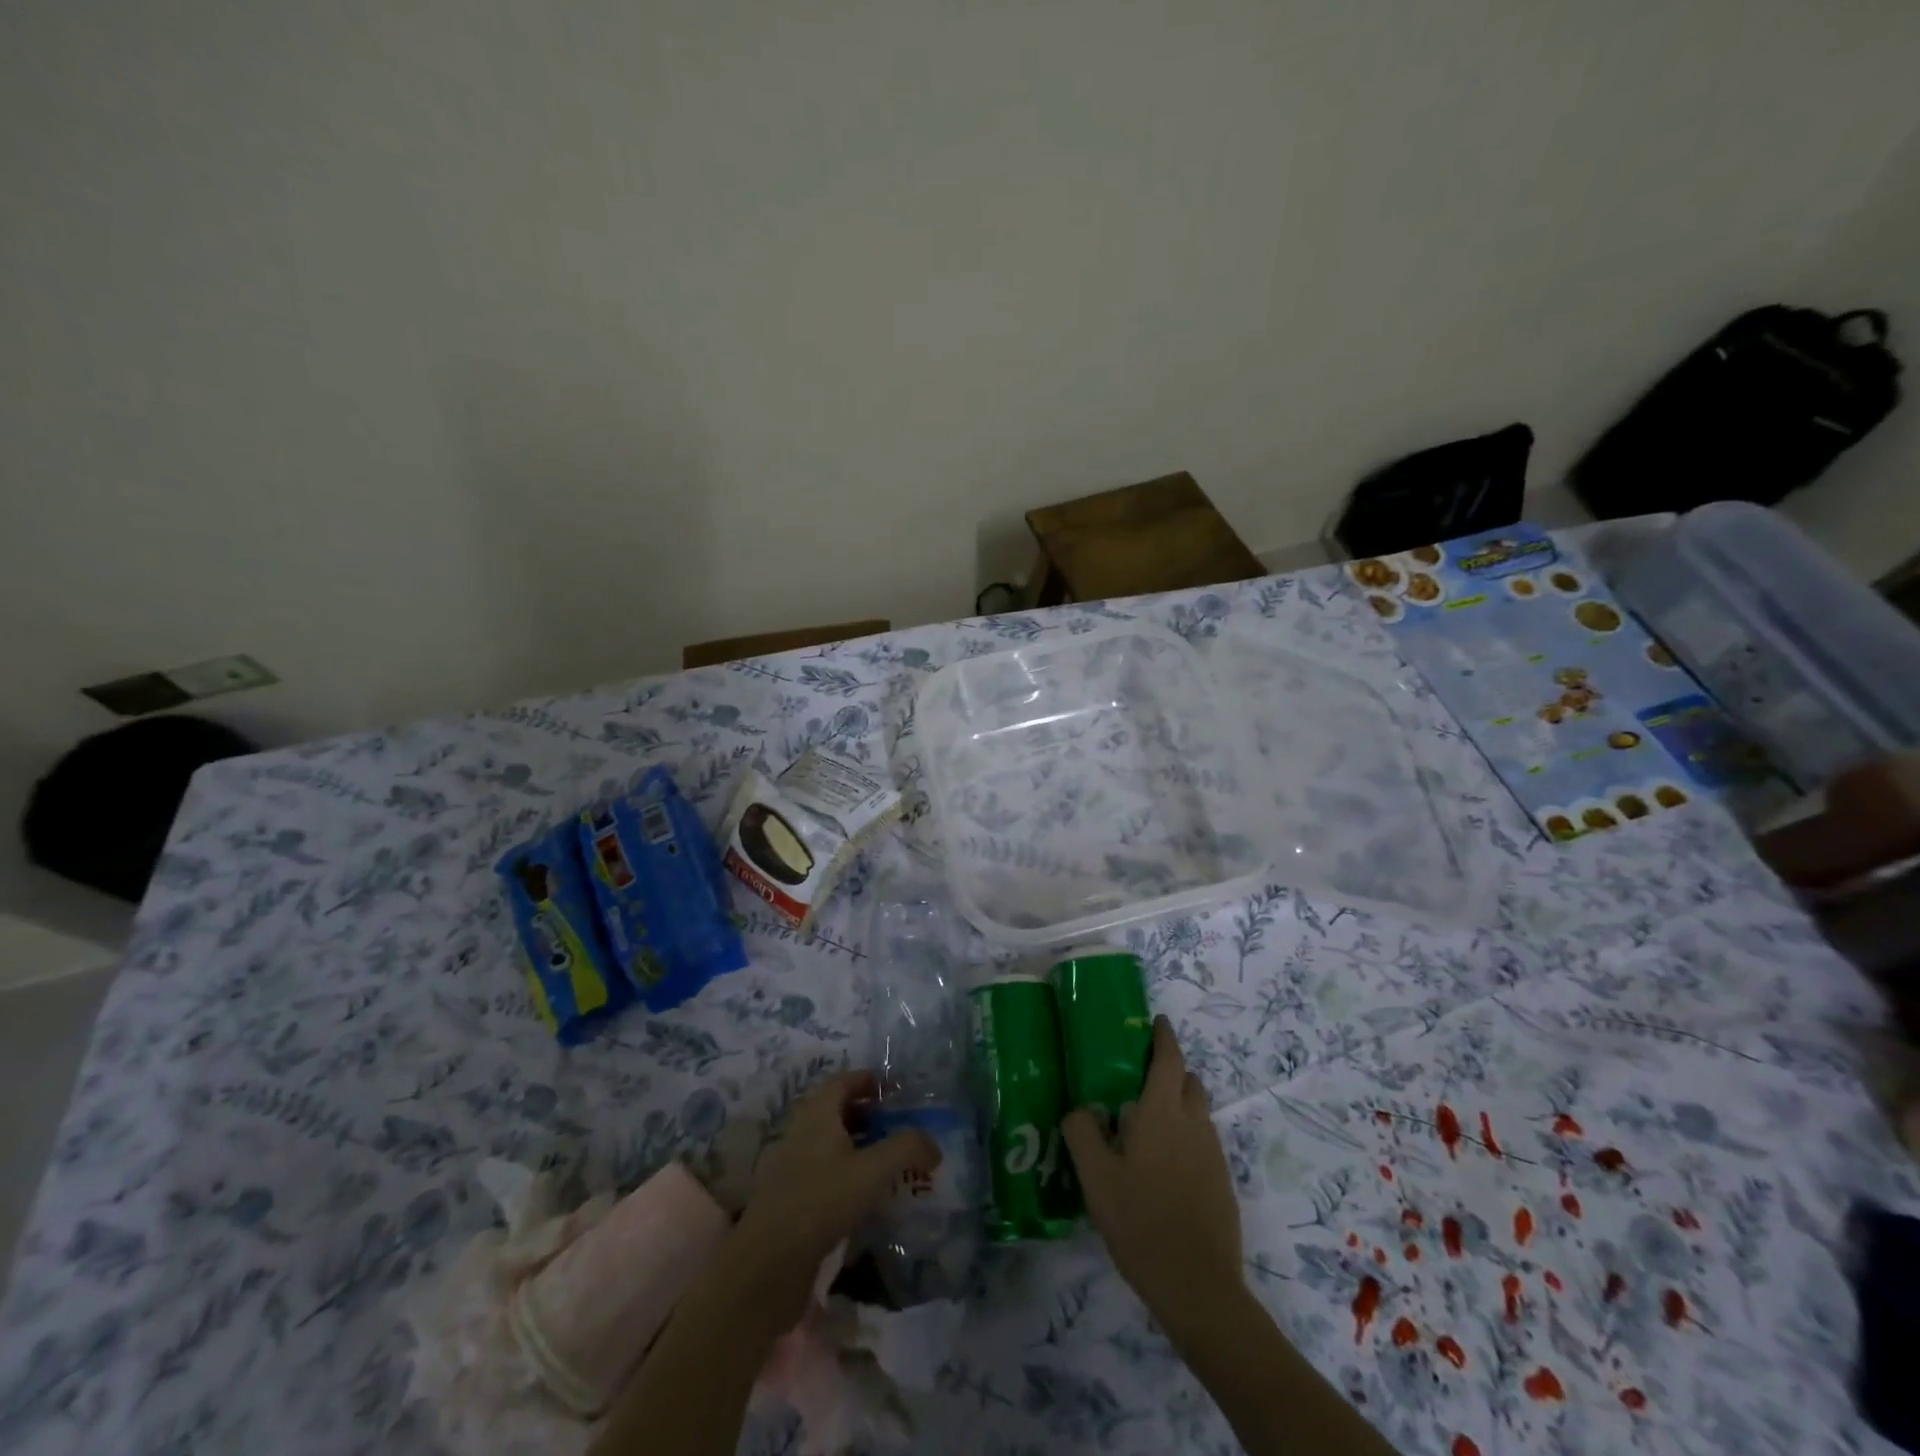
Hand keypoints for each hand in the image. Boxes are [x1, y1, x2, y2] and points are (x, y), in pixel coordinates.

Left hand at [730, 1070, 939, 1329]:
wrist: (767, 1265)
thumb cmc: (821, 1202)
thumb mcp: (872, 1171)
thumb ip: (906, 1149)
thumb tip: (933, 1144)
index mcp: (817, 1112)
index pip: (844, 1080)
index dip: (870, 1080)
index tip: (896, 1090)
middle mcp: (802, 1130)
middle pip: (837, 1110)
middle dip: (868, 1113)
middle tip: (898, 1126)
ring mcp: (794, 1164)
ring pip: (831, 1142)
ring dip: (859, 1144)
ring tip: (889, 1162)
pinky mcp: (792, 1197)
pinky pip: (825, 1170)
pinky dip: (848, 1172)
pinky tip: (866, 1196)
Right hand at [1062, 1016, 1242, 1333]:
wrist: (1198, 1287)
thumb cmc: (1141, 1223)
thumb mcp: (1096, 1179)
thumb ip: (1083, 1133)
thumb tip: (1081, 1108)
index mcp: (1162, 1113)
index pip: (1169, 1059)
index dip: (1164, 1037)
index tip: (1156, 1021)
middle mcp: (1193, 1124)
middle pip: (1188, 1081)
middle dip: (1170, 1070)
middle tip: (1139, 1077)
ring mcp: (1213, 1153)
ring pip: (1197, 1111)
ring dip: (1177, 1104)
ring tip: (1145, 1124)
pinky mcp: (1221, 1181)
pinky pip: (1202, 1140)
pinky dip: (1185, 1135)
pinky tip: (1161, 1165)